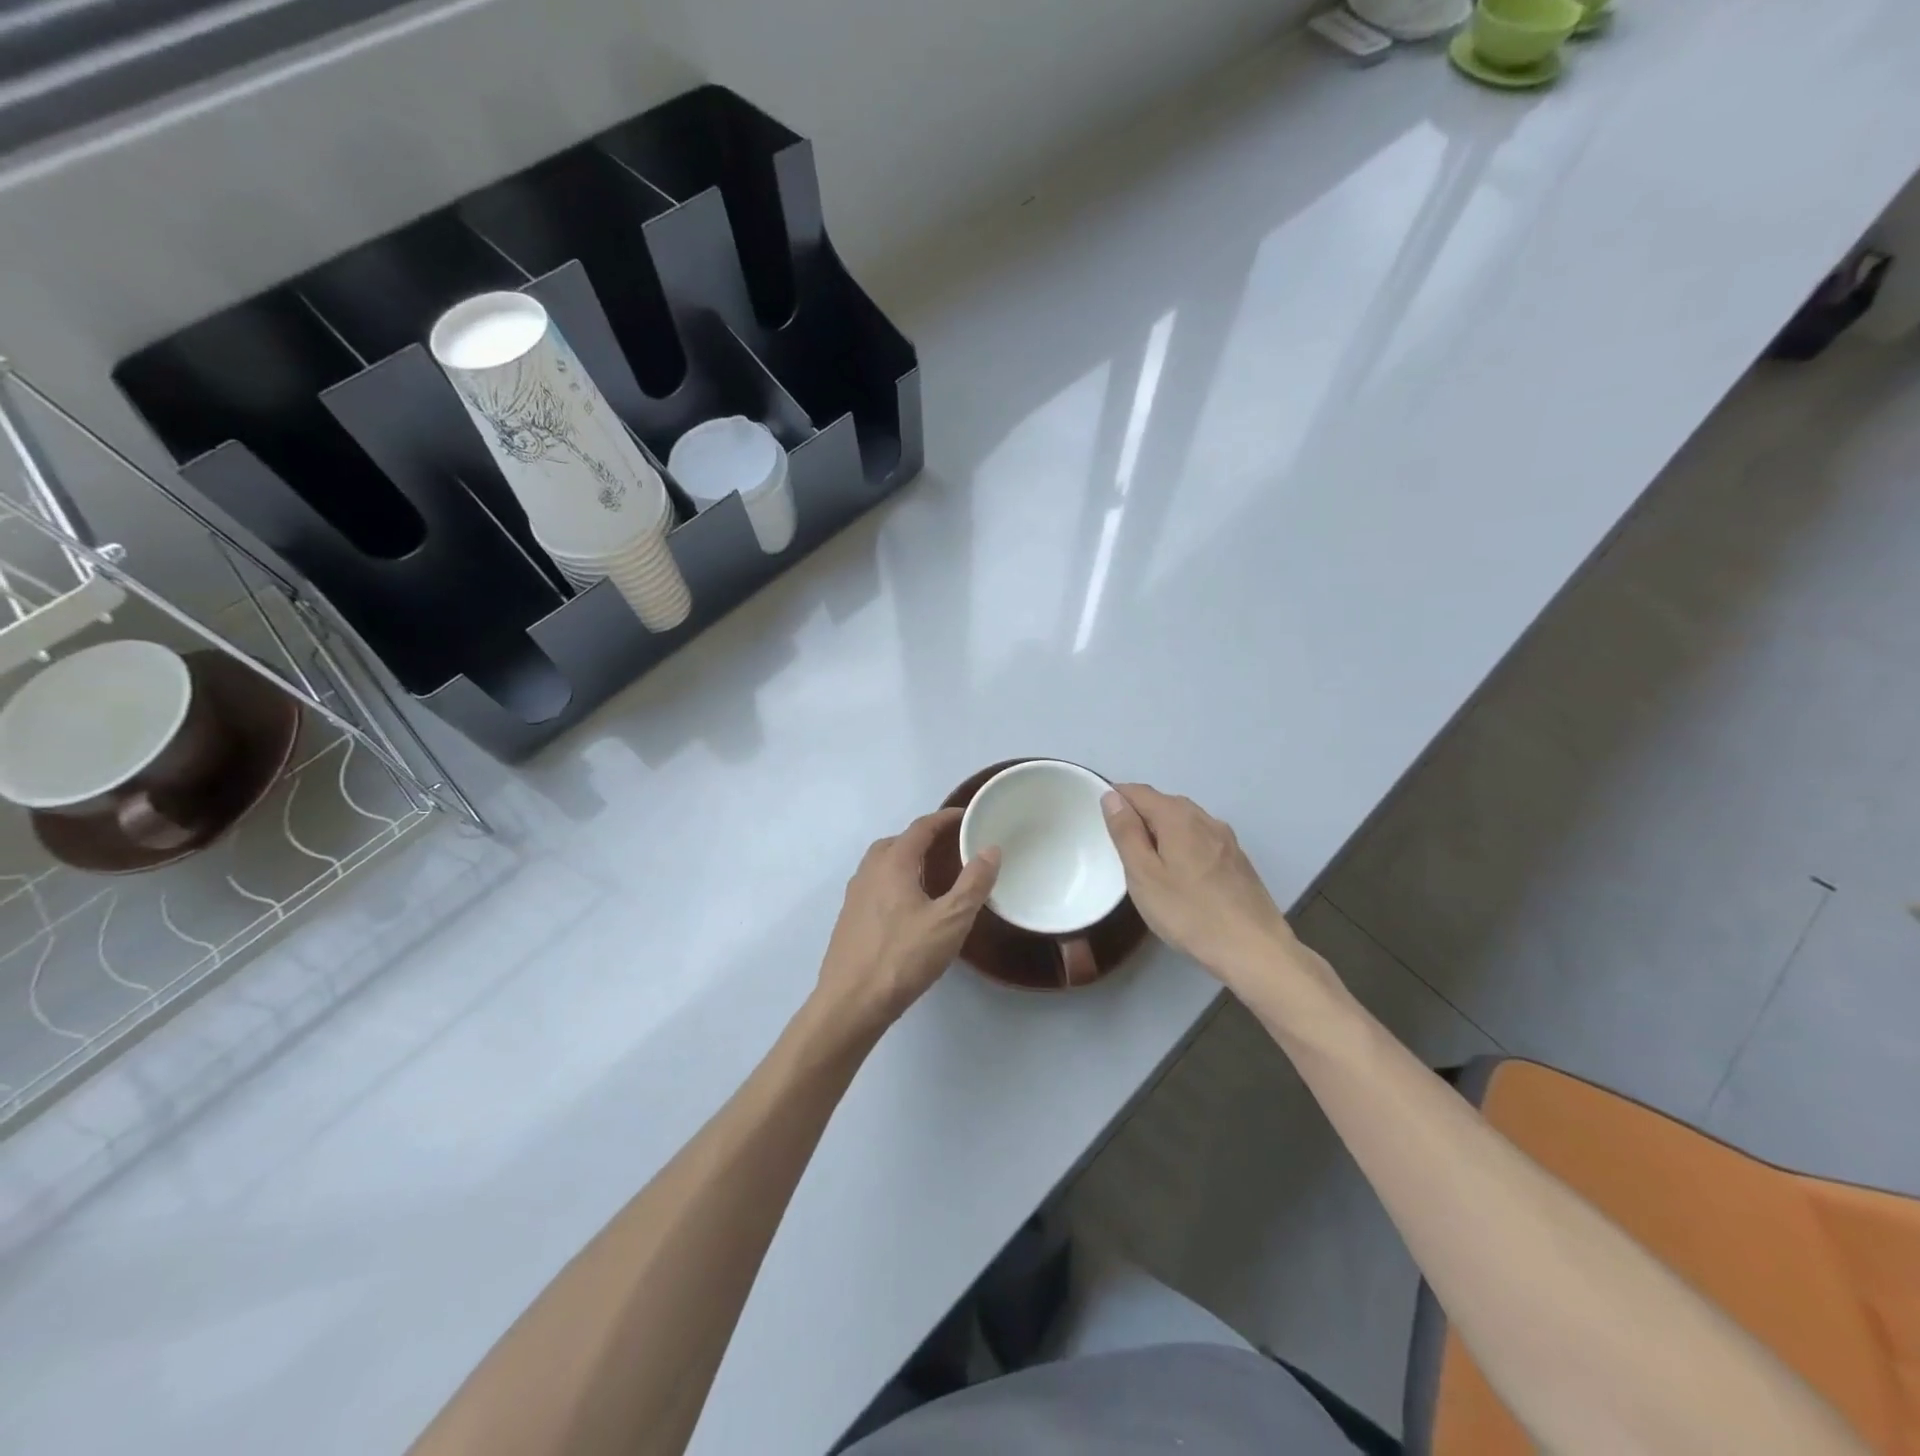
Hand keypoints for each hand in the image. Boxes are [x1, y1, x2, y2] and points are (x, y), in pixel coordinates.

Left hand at [812, 809, 999, 1037]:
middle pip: (897, 842)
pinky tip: (908, 908)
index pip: (921, 828)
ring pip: (882, 865)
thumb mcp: (950, 921)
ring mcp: (854, 896)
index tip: (966, 816)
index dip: (944, 818)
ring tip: (932, 875)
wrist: (850, 1003)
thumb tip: (990, 850)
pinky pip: (875, 886)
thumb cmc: (903, 957)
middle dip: (923, 838)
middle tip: (950, 846)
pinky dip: (894, 882)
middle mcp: (869, 872)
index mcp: (893, 863)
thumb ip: (973, 884)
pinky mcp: (849, 920)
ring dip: (906, 860)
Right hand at [1101, 784, 1299, 989]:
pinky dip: (1182, 845)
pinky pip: (1201, 839)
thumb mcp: (1144, 875)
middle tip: (1119, 846)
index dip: (1116, 798)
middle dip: (1139, 815)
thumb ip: (1126, 833)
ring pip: (1184, 821)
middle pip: (1163, 803)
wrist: (1254, 949)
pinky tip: (1180, 874)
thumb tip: (1112, 797)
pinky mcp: (1238, 860)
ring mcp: (1226, 839)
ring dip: (1161, 831)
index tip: (1099, 819)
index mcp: (1178, 817)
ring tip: (1147, 861)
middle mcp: (1205, 818)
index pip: (1139, 791)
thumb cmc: (1189, 913)